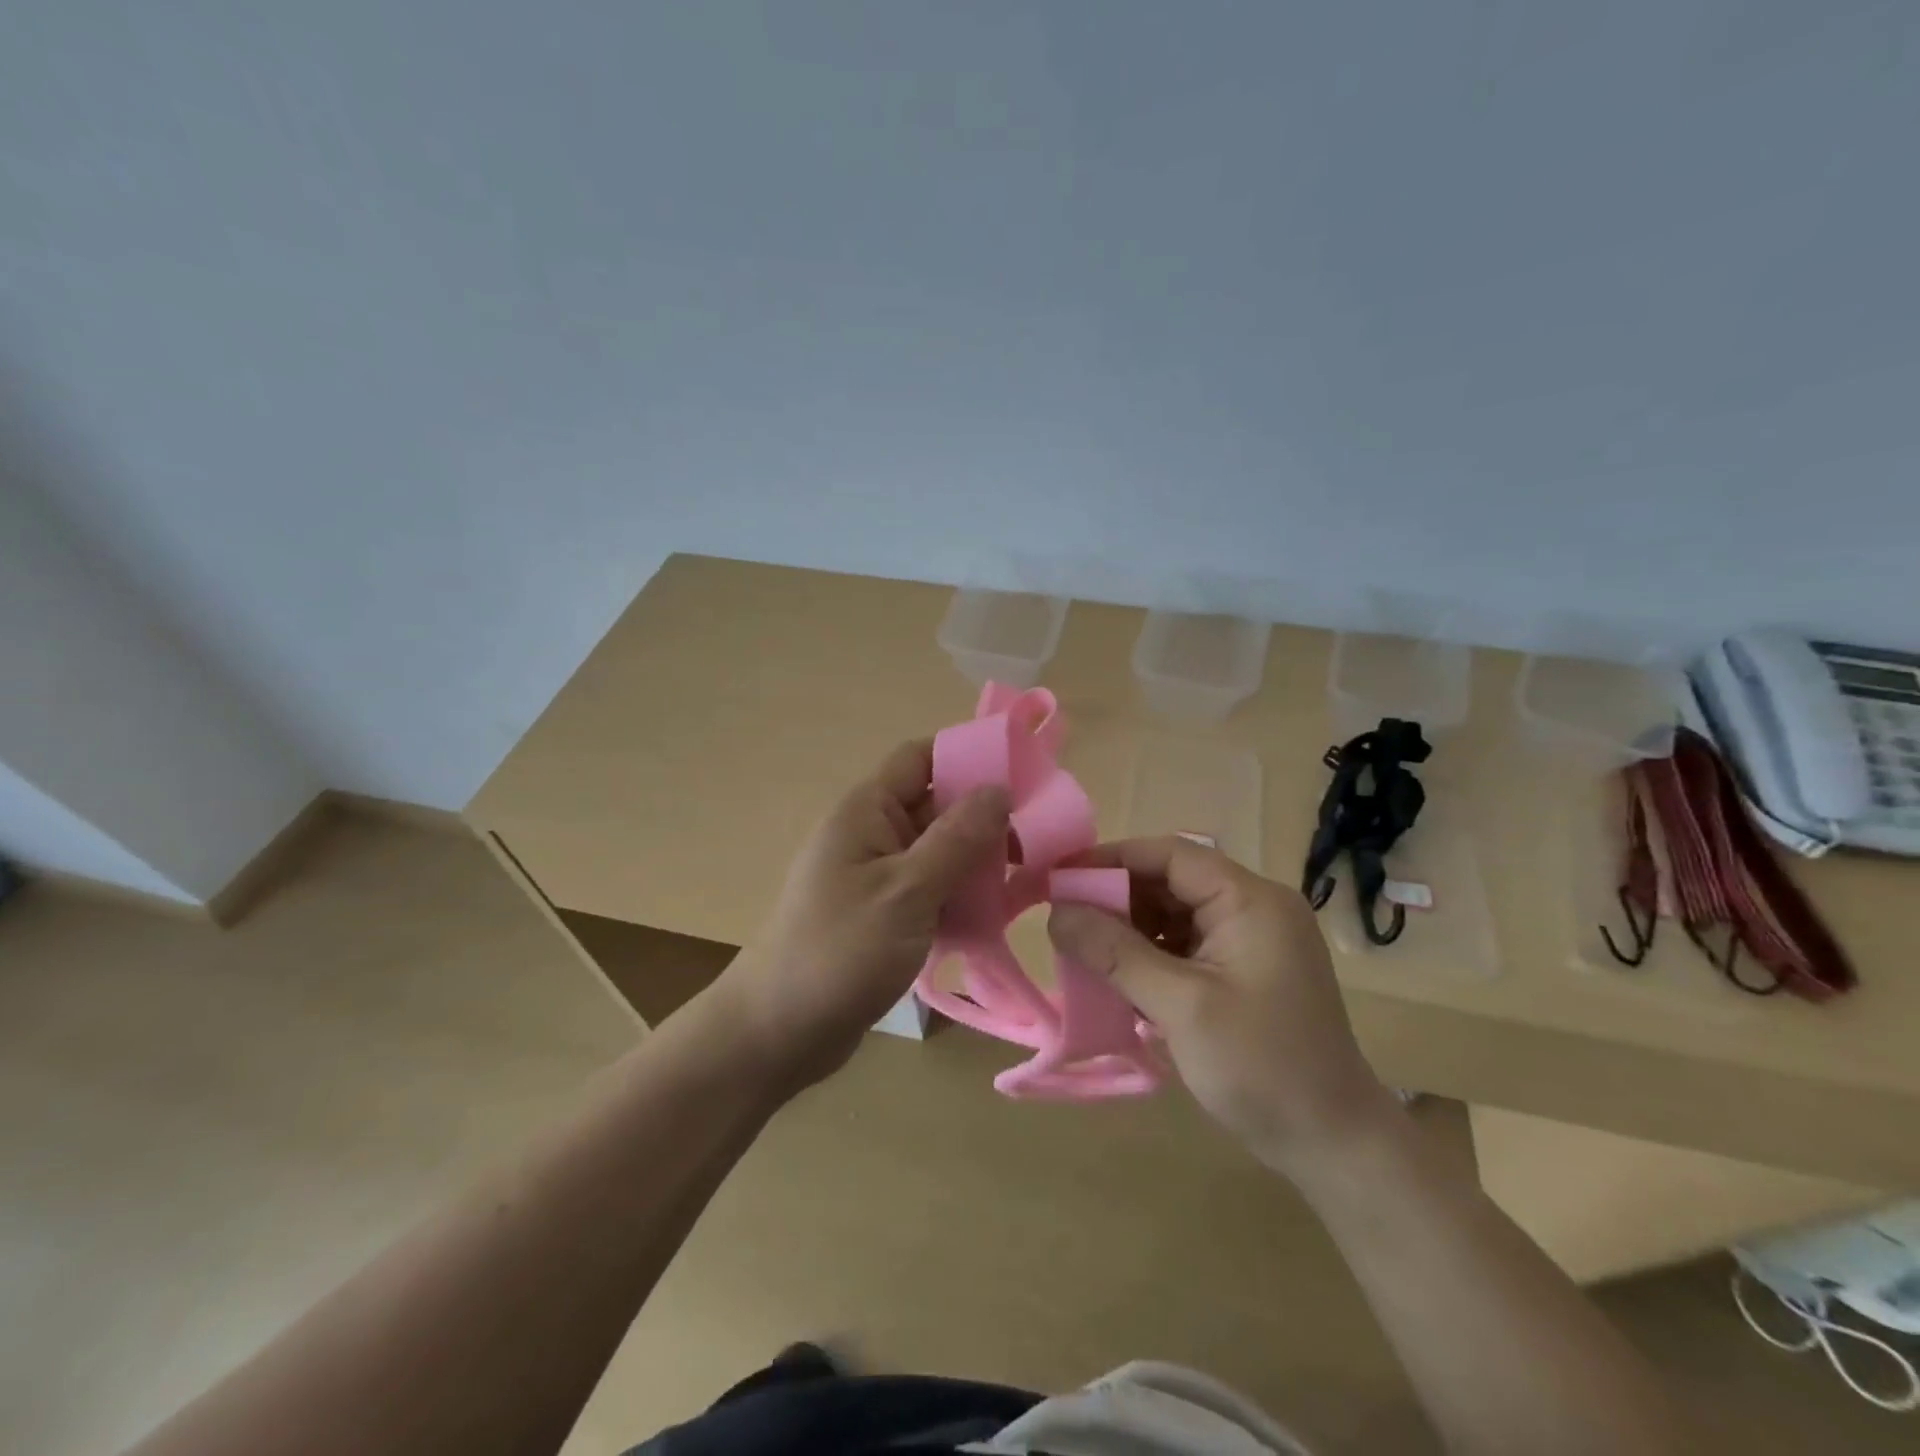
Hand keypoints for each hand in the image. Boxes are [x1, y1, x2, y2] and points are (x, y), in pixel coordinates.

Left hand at [711, 739, 1008, 1093]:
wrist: (777, 1033)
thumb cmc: (840, 951)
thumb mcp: (906, 891)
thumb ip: (956, 839)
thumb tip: (999, 788)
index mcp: (868, 811)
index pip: (921, 758)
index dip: (968, 756)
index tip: (1023, 774)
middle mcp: (872, 834)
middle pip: (937, 805)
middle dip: (985, 818)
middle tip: (1043, 838)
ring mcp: (878, 876)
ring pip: (940, 851)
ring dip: (978, 862)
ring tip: (1030, 878)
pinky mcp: (885, 914)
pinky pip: (932, 889)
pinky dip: (961, 896)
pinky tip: (997, 915)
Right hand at [1047, 837, 1400, 1178]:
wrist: (1333, 1145)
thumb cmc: (1261, 1067)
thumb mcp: (1181, 1006)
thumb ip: (1116, 953)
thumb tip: (1056, 912)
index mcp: (1250, 900)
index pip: (1171, 855)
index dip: (1112, 859)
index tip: (1060, 877)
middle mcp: (1253, 908)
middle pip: (1171, 881)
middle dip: (1117, 897)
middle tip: (1063, 918)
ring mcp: (1251, 941)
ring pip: (1174, 914)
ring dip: (1129, 928)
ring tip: (1082, 948)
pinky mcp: (1243, 971)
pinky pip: (1185, 946)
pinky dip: (1149, 955)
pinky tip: (1117, 976)